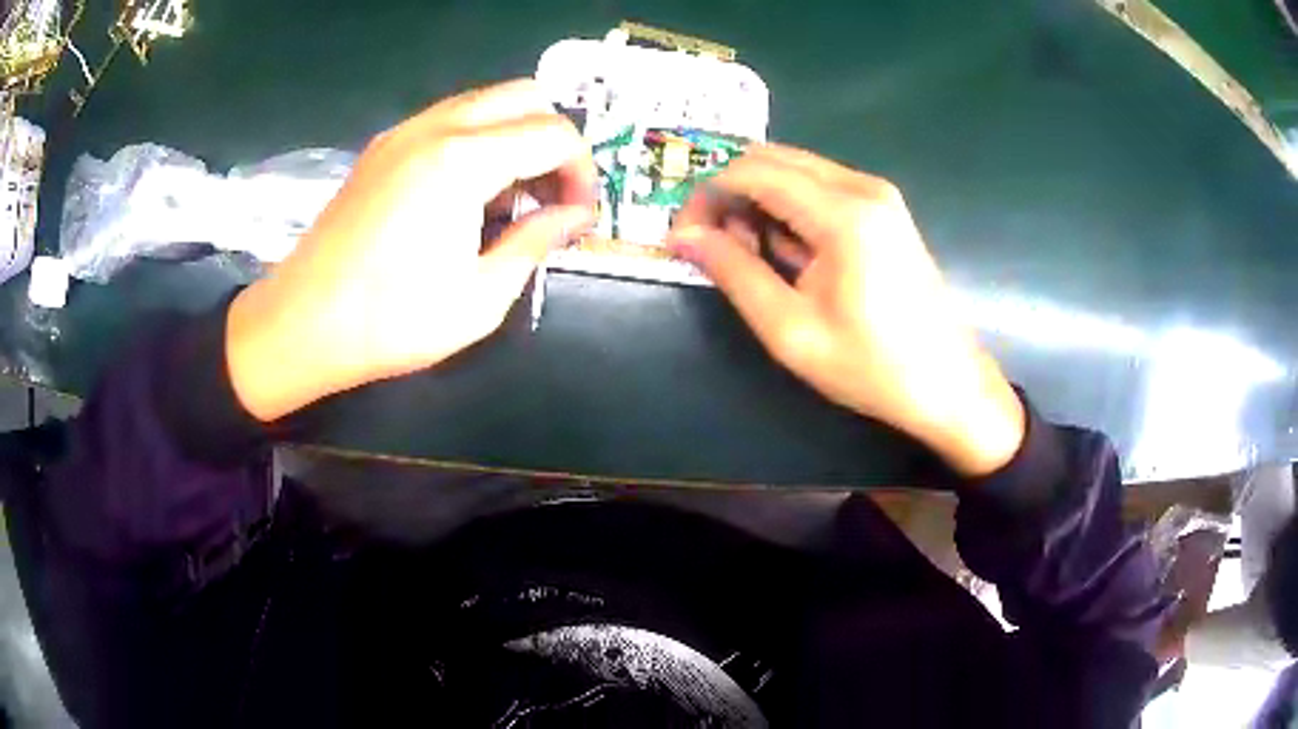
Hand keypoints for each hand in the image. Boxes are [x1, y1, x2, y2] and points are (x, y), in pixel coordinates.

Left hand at [226, 79, 596, 421]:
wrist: (301, 324)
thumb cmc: (391, 322)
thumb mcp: (480, 298)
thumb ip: (535, 242)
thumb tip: (574, 216)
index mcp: (463, 160)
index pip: (554, 134)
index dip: (582, 171)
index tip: (580, 214)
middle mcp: (435, 127)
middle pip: (525, 96)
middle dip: (554, 138)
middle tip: (552, 194)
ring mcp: (403, 131)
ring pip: (486, 101)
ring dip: (516, 135)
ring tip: (512, 197)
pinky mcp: (382, 147)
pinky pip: (449, 119)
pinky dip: (479, 138)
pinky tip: (469, 192)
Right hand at [669, 144, 1023, 476]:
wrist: (949, 384)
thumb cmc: (872, 367)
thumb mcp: (791, 330)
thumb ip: (734, 273)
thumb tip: (683, 235)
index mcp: (842, 213)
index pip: (751, 172)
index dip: (706, 196)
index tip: (684, 237)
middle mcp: (861, 186)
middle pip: (771, 158)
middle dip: (729, 193)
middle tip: (713, 246)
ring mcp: (878, 194)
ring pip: (794, 169)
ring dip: (758, 200)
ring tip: (750, 257)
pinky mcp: (884, 209)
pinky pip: (819, 187)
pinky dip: (788, 207)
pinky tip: (788, 253)